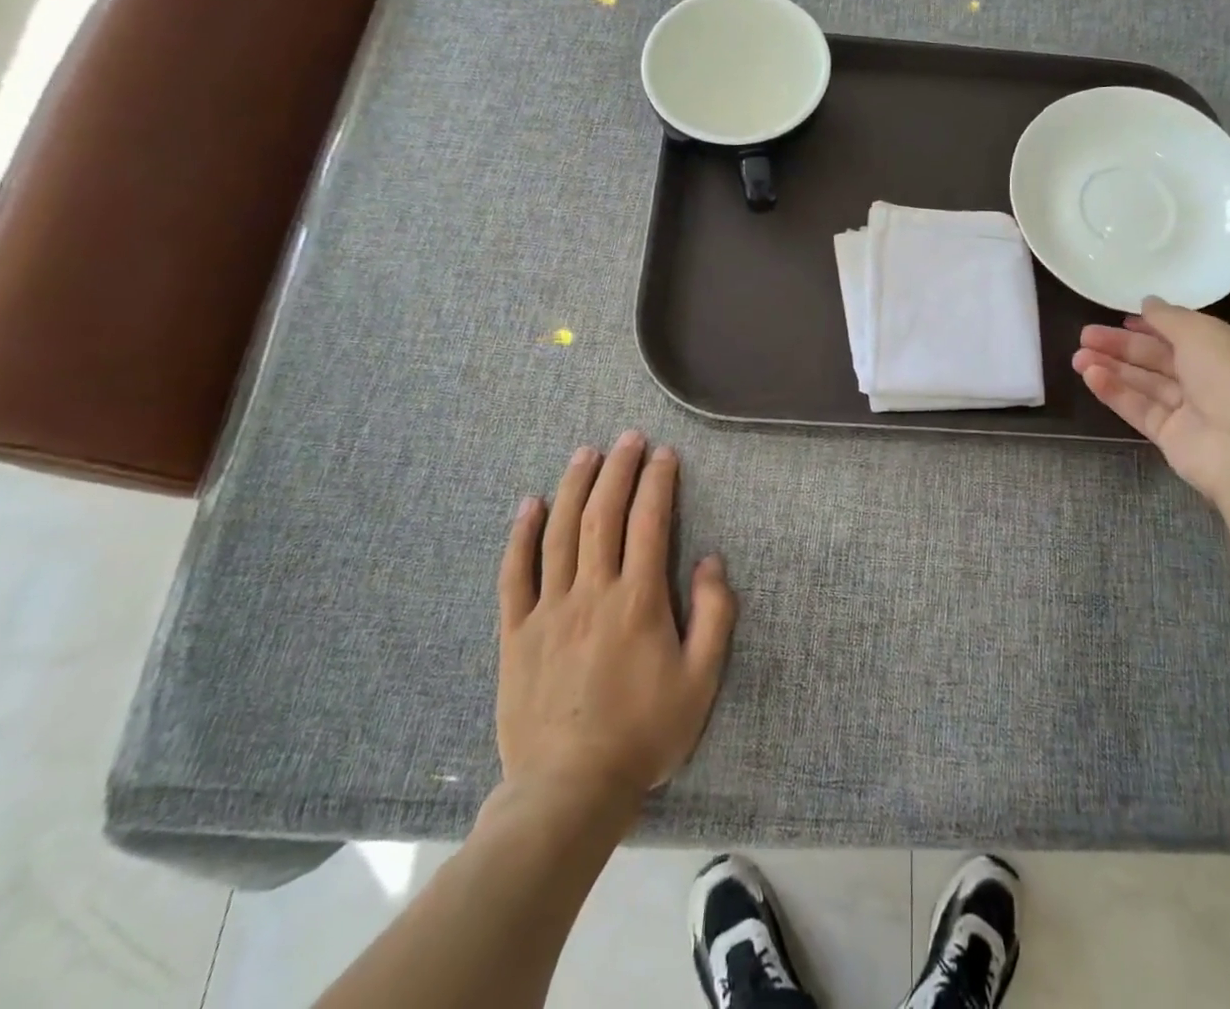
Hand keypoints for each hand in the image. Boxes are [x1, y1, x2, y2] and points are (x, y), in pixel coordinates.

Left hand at [495, 432, 736, 809]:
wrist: (568, 791)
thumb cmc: (644, 734)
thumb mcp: (701, 681)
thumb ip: (714, 616)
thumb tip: (711, 561)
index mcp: (638, 601)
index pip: (649, 523)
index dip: (657, 482)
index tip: (664, 454)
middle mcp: (592, 593)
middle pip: (602, 515)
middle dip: (617, 470)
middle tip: (628, 438)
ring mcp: (549, 610)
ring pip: (559, 533)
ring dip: (574, 487)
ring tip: (586, 453)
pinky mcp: (516, 633)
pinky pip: (515, 574)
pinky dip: (521, 536)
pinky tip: (529, 505)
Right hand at [1073, 298, 1229, 502]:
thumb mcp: (1202, 332)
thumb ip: (1169, 317)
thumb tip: (1148, 303)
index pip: (1185, 333)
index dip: (1151, 325)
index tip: (1120, 318)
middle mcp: (1214, 378)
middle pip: (1159, 358)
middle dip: (1122, 346)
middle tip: (1084, 335)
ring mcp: (1193, 410)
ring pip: (1146, 383)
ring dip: (1113, 368)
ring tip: (1077, 357)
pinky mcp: (1173, 437)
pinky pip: (1141, 409)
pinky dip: (1117, 393)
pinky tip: (1091, 377)